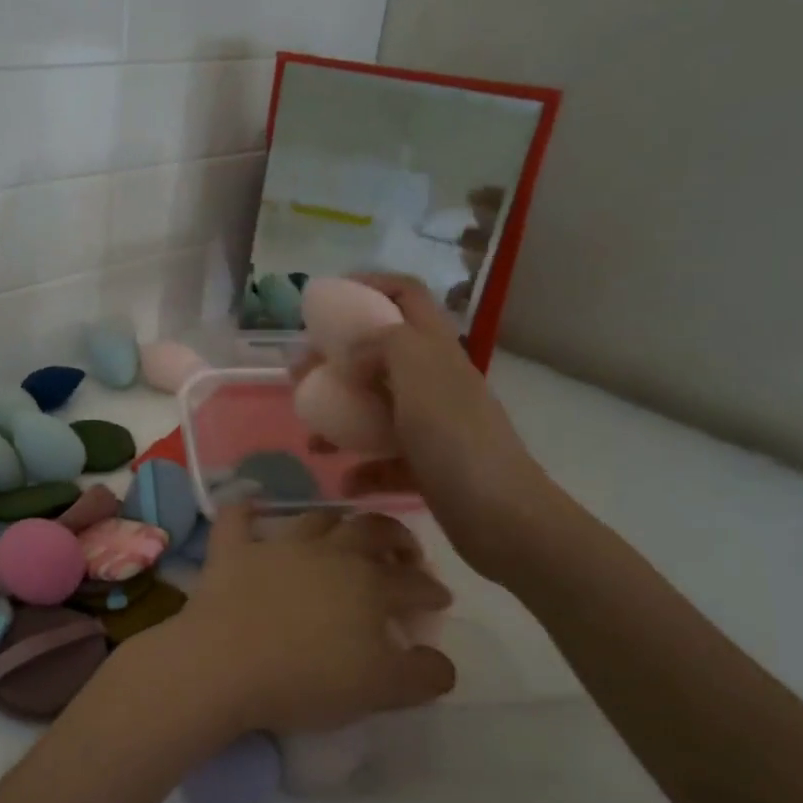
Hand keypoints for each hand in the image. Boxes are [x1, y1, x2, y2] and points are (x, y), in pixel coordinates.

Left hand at [156, 503, 454, 737]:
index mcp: (369, 585)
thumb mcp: (380, 689)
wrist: (225, 664)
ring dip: (336, 522)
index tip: (440, 598)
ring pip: (315, 519)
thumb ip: (422, 675)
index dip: (431, 589)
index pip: (412, 582)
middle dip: (395, 537)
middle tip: (403, 552)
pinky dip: (243, 509)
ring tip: (345, 532)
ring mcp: (277, 547)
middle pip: (371, 531)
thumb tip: (443, 661)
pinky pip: (236, 519)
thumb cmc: (307, 679)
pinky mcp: (232, 552)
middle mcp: (328, 553)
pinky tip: (248, 503)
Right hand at [327, 273, 561, 583]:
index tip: (326, 301)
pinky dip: (363, 468)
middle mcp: (436, 381)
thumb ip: (383, 343)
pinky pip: (387, 460)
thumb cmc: (455, 439)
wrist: (501, 518)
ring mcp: (434, 426)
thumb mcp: (417, 373)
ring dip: (342, 418)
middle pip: (381, 354)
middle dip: (337, 360)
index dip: (369, 285)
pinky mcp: (430, 467)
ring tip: (312, 437)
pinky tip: (344, 480)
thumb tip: (353, 349)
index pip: (406, 295)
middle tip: (301, 375)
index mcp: (436, 350)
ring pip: (378, 409)